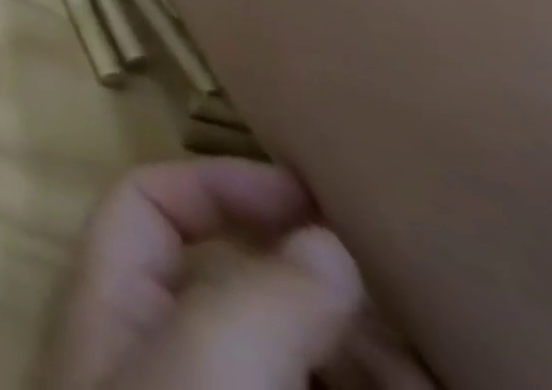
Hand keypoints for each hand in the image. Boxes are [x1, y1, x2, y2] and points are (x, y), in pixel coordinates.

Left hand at [55, 160, 433, 389]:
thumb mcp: (208, 360)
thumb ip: (265, 296)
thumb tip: (326, 240)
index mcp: (115, 297)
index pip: (148, 199)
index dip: (221, 181)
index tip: (316, 198)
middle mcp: (158, 347)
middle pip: (239, 286)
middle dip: (326, 291)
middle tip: (410, 312)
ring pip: (296, 360)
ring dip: (369, 360)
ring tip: (436, 370)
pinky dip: (368, 387)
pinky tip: (425, 387)